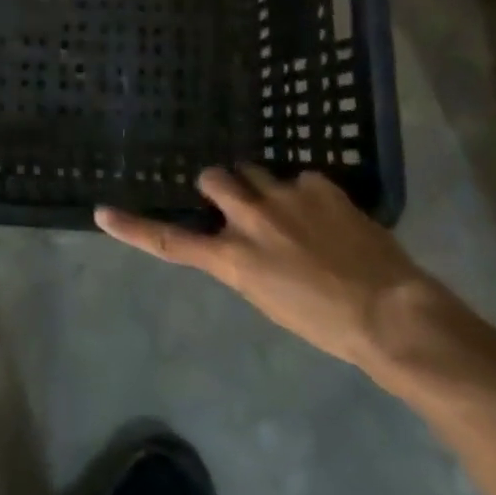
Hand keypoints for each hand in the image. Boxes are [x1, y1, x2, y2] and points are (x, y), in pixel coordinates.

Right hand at [96, 166, 442, 372]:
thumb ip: (245, 262)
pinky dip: (307, 194)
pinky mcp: (317, 184)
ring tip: (288, 209)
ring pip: (252, 170)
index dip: (134, 227)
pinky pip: (300, 178)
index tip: (102, 212)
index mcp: (233, 260)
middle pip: (212, 178)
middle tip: (237, 200)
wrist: (392, 315)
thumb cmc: (328, 324)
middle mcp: (249, 219)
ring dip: (260, 185)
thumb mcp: (270, 299)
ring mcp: (283, 196)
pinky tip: (331, 216)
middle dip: (218, 185)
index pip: (172, 242)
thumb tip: (240, 241)